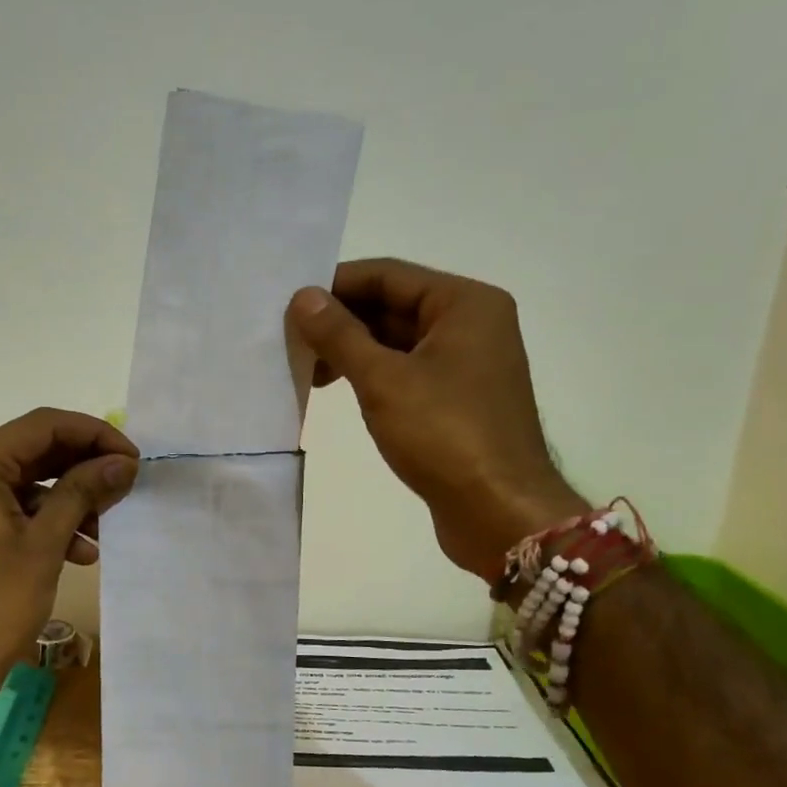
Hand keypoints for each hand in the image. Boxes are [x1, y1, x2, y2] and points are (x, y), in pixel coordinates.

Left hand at [0, 408, 138, 712]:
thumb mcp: (45, 545)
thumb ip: (83, 491)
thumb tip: (122, 461)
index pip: (42, 426)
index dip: (94, 435)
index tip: (131, 458)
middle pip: (29, 452)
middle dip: (80, 469)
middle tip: (123, 487)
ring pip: (18, 483)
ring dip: (63, 501)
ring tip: (101, 530)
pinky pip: (0, 508)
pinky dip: (37, 521)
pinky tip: (74, 549)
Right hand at [287, 258, 585, 581]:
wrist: (498, 512)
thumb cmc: (444, 435)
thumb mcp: (383, 380)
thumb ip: (340, 335)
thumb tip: (302, 297)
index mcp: (465, 304)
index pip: (388, 275)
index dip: (335, 285)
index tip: (289, 304)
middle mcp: (471, 324)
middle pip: (393, 306)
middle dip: (340, 321)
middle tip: (289, 339)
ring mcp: (466, 364)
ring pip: (397, 341)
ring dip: (351, 350)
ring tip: (305, 369)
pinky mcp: (457, 400)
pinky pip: (406, 371)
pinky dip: (371, 375)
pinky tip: (336, 389)